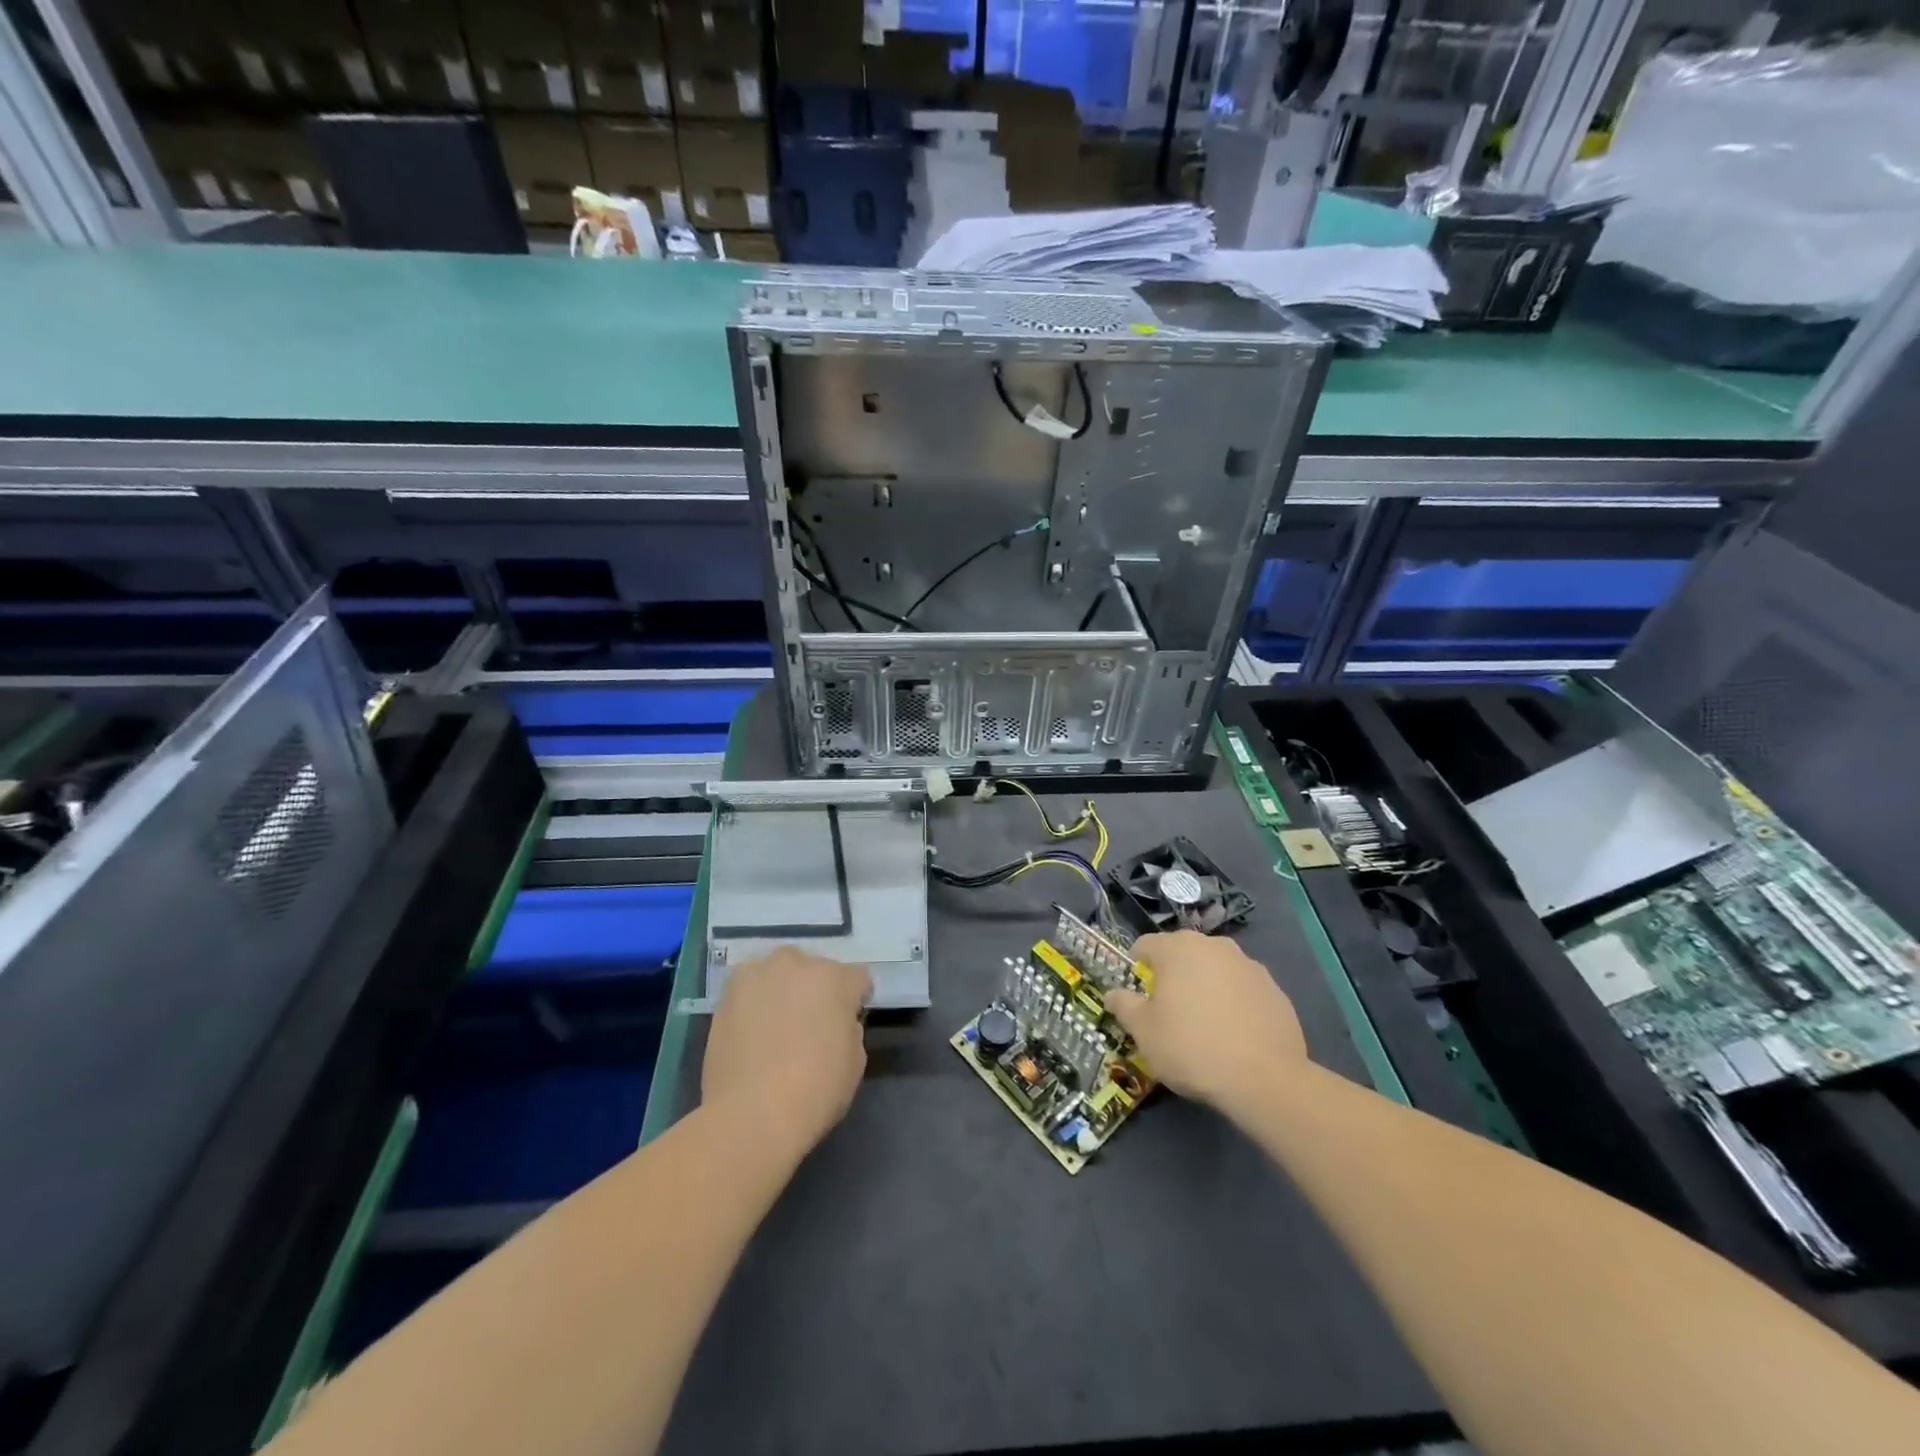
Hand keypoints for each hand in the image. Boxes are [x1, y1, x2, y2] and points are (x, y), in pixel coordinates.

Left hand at [702, 947, 871, 1156]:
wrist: (752, 1114)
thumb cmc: (816, 1090)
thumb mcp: (855, 1060)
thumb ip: (848, 1027)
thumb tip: (835, 1022)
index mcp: (835, 978)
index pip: (857, 978)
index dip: (855, 1000)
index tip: (847, 1022)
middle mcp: (798, 963)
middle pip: (814, 969)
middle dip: (815, 989)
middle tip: (809, 1023)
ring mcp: (758, 974)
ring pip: (778, 972)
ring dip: (782, 989)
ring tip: (775, 1024)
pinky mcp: (727, 993)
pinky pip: (749, 988)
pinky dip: (753, 1002)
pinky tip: (750, 1030)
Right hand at [1107, 930, 1305, 1111]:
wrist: (1264, 1079)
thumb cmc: (1191, 1047)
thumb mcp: (1143, 1032)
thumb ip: (1124, 1005)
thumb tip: (1113, 994)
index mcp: (1177, 948)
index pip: (1145, 945)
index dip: (1137, 968)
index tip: (1140, 997)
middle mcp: (1213, 945)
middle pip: (1183, 953)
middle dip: (1173, 975)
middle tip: (1170, 1011)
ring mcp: (1249, 965)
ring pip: (1215, 969)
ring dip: (1205, 986)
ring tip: (1206, 1024)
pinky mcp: (1275, 989)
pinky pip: (1243, 989)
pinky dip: (1234, 1002)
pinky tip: (1235, 1034)